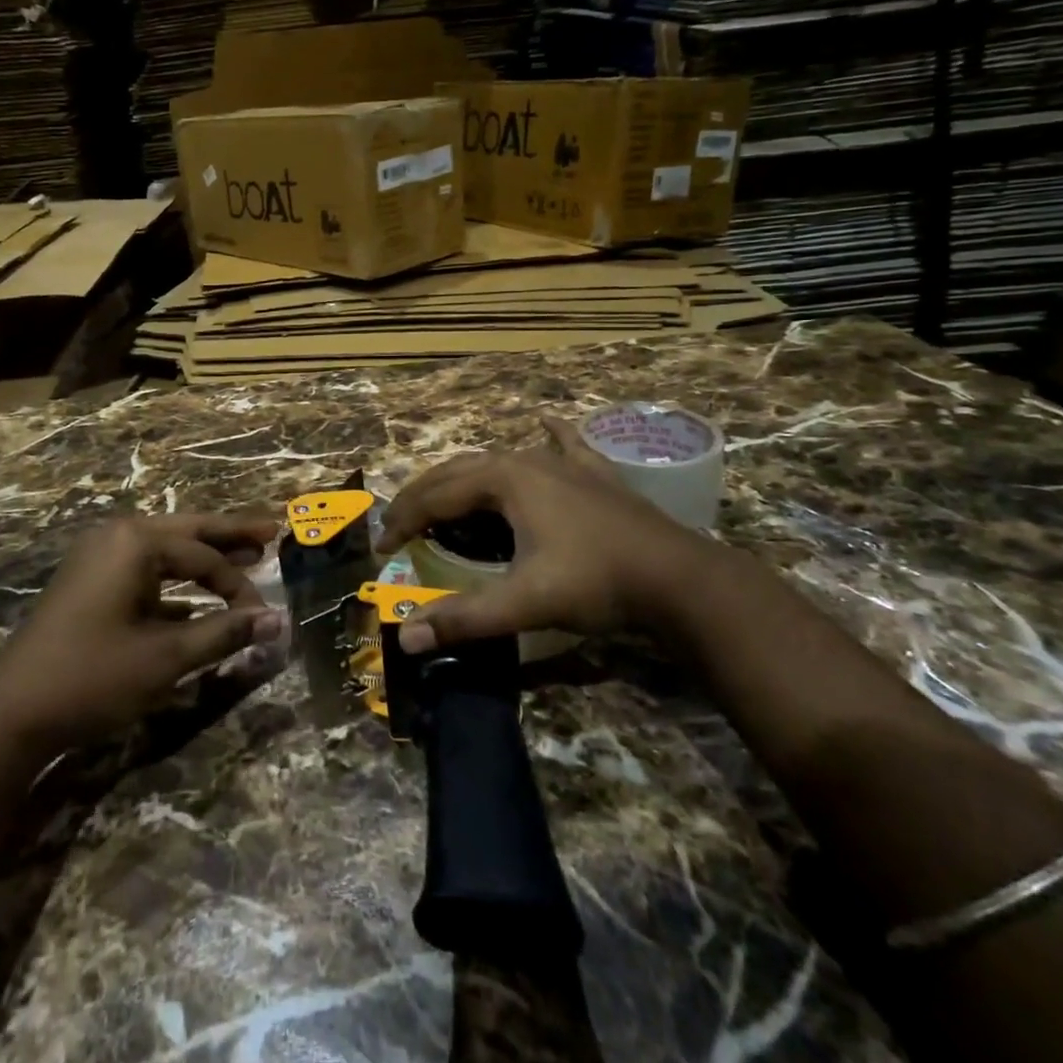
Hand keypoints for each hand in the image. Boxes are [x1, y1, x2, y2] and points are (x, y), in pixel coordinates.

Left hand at [0, 513, 285, 756]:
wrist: (9, 713)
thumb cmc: (92, 676)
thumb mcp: (166, 657)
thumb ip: (224, 633)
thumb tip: (277, 621)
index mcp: (136, 541)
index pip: (204, 556)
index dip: (239, 586)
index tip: (264, 616)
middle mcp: (118, 537)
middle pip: (188, 531)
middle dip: (229, 534)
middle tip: (271, 529)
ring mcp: (99, 557)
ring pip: (166, 549)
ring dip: (204, 556)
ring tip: (246, 554)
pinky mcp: (90, 583)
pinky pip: (145, 570)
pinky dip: (175, 580)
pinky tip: (198, 597)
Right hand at [378, 418, 736, 653]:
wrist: (680, 578)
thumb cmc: (596, 582)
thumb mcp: (525, 602)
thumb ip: (463, 619)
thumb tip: (405, 640)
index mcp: (503, 480)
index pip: (436, 497)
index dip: (403, 521)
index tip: (381, 548)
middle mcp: (526, 459)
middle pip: (458, 472)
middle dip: (424, 497)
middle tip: (401, 526)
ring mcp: (564, 463)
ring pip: (498, 460)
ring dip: (465, 478)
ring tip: (447, 501)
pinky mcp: (594, 475)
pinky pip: (563, 446)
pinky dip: (547, 436)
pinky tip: (544, 422)